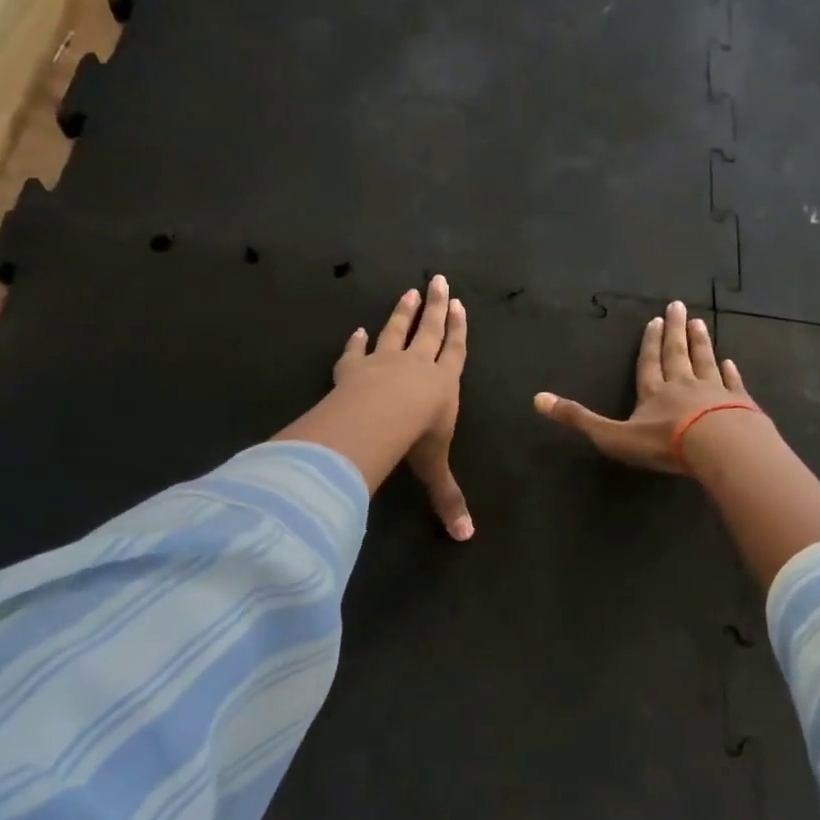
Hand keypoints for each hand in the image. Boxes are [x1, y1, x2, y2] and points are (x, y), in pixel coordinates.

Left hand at [334, 276, 472, 538]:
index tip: (460, 305)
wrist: (377, 419)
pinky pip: (356, 352)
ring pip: (396, 331)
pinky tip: (355, 330)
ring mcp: (384, 362)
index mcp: (443, 384)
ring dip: (403, 312)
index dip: (459, 330)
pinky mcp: (354, 368)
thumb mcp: (434, 469)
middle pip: (430, 330)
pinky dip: (355, 342)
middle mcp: (417, 366)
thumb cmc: (415, 439)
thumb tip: (466, 538)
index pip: (455, 351)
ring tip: (409, 292)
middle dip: (437, 307)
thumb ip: (447, 499)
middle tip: (439, 280)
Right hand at [533, 299, 761, 472]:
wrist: (719, 447)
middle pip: (677, 353)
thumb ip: (578, 419)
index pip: (649, 362)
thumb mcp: (613, 435)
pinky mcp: (739, 404)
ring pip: (704, 362)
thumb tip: (537, 399)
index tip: (654, 320)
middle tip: (678, 306)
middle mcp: (683, 385)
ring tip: (700, 323)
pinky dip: (730, 372)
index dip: (649, 342)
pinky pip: (732, 383)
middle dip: (674, 331)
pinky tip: (729, 362)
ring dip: (700, 343)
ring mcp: (713, 392)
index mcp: (653, 391)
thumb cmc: (664, 443)